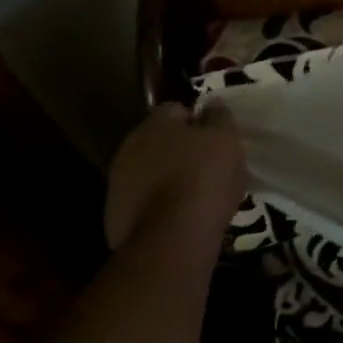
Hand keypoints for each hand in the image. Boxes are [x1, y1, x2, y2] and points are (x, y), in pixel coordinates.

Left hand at [104, 103, 248, 249]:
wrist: (172, 238)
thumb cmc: (204, 177)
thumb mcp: (226, 139)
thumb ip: (218, 117)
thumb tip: (211, 104)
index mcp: (154, 125)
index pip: (176, 109)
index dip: (198, 120)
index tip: (216, 137)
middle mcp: (128, 149)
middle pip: (158, 142)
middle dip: (180, 149)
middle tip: (208, 164)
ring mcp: (117, 185)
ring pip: (148, 172)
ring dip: (167, 177)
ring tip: (196, 193)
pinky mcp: (115, 218)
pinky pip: (143, 202)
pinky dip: (159, 204)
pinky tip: (180, 216)